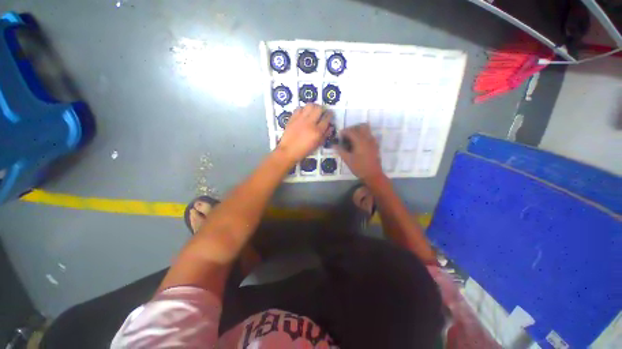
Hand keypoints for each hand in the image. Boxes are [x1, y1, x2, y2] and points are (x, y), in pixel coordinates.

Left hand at [277, 104, 333, 162]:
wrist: (288, 151)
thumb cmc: (304, 150)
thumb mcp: (317, 145)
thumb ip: (325, 135)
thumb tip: (330, 127)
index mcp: (317, 131)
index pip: (326, 118)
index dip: (330, 115)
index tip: (330, 114)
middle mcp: (310, 123)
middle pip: (319, 108)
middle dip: (322, 109)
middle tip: (321, 112)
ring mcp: (300, 119)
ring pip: (309, 105)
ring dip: (313, 107)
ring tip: (312, 111)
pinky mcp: (293, 118)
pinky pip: (299, 108)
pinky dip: (303, 109)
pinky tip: (303, 114)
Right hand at [337, 123, 383, 181]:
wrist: (373, 175)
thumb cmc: (359, 167)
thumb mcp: (347, 159)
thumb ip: (340, 150)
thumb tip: (333, 145)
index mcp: (360, 141)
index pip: (351, 131)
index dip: (344, 132)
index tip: (339, 136)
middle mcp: (367, 138)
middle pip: (360, 126)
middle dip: (352, 128)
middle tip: (346, 136)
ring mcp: (373, 141)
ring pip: (366, 129)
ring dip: (358, 131)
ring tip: (352, 139)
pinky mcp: (375, 145)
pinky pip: (369, 135)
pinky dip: (363, 136)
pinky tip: (358, 144)